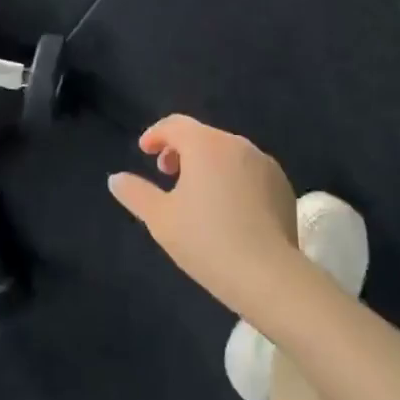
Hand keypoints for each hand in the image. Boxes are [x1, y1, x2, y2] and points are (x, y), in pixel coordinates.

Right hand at [109, 115, 300, 315]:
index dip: (156, 134)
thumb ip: (135, 193)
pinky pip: (250, 171)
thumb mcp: (160, 219)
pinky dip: (233, 179)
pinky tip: (229, 210)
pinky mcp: (283, 185)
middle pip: (202, 136)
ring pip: (228, 153)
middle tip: (167, 175)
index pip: (175, 124)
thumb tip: (116, 178)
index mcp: (205, 144)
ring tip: (197, 195)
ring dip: (208, 164)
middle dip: (181, 150)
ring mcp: (264, 163)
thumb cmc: (206, 241)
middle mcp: (237, 144)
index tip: (144, 152)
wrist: (269, 275)